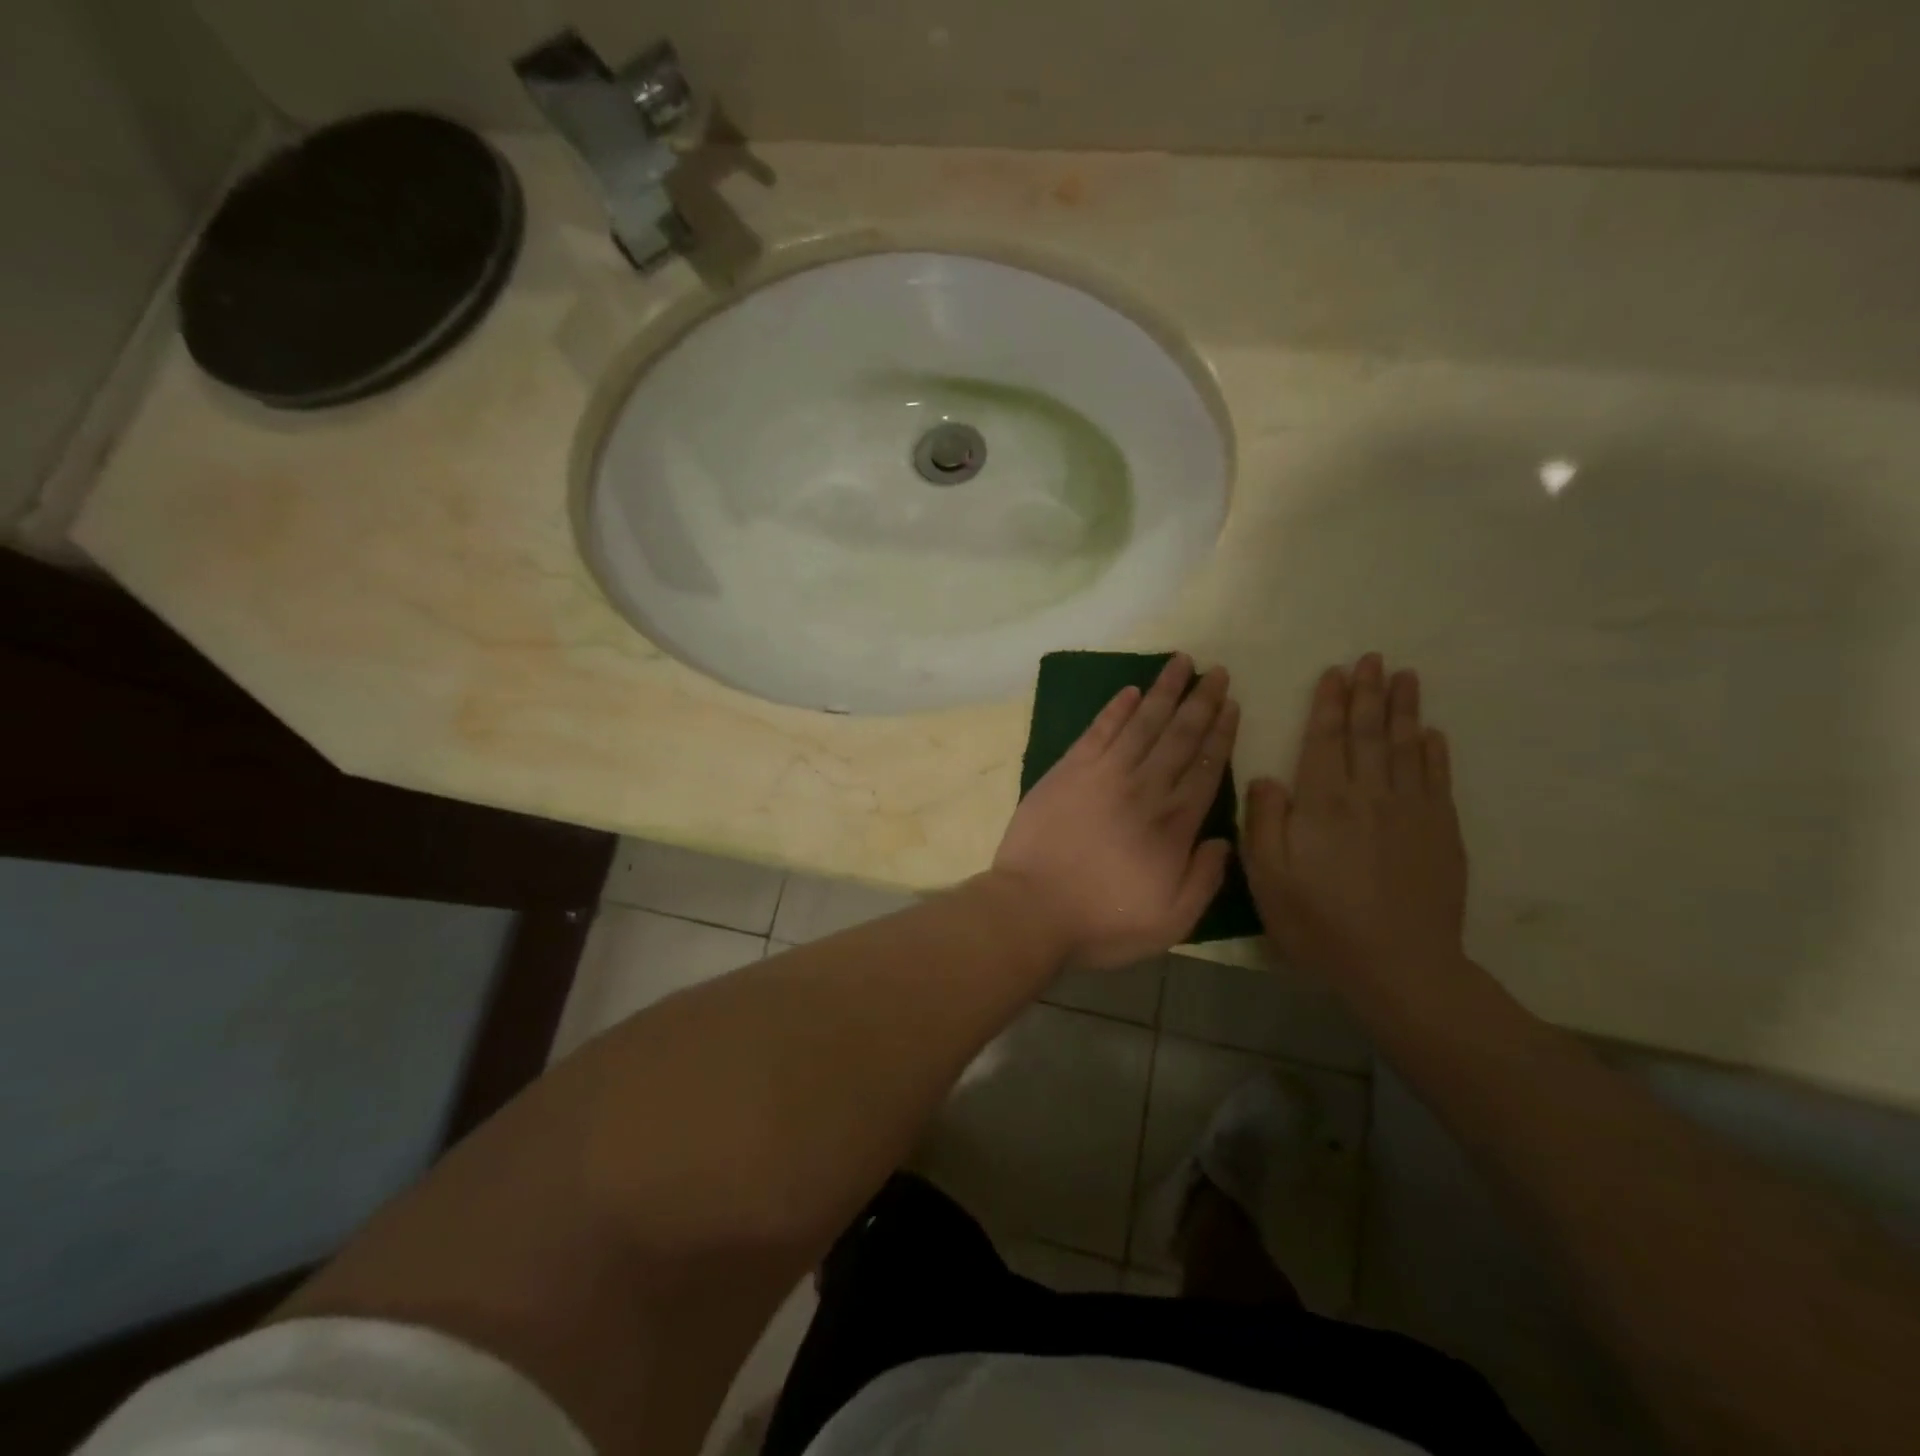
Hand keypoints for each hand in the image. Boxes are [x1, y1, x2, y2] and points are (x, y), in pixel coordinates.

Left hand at [993, 654, 1238, 969]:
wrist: (1031, 910)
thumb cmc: (1101, 922)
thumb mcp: (1170, 921)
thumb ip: (1204, 879)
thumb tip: (1223, 839)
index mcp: (1173, 824)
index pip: (1205, 768)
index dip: (1221, 734)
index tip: (1233, 705)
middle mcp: (1143, 789)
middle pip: (1179, 736)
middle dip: (1201, 701)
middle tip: (1217, 671)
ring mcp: (1103, 774)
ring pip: (1142, 723)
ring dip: (1163, 691)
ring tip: (1181, 662)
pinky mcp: (1068, 770)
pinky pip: (1098, 730)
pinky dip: (1115, 708)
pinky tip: (1130, 690)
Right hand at [1244, 654, 1467, 989]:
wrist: (1399, 966)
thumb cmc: (1320, 923)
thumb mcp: (1268, 877)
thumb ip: (1264, 822)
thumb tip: (1265, 777)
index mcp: (1324, 803)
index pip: (1325, 740)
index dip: (1330, 704)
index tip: (1335, 673)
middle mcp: (1370, 795)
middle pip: (1369, 733)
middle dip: (1368, 693)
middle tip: (1372, 659)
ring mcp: (1412, 811)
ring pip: (1406, 747)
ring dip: (1404, 709)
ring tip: (1405, 677)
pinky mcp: (1441, 832)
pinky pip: (1438, 779)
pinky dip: (1433, 752)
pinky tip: (1431, 734)